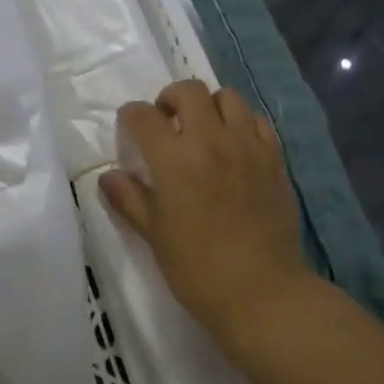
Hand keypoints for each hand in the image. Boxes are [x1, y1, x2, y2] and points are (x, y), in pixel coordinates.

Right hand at [100, 80, 310, 343]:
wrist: (262, 293)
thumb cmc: (198, 269)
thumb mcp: (154, 235)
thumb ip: (129, 198)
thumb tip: (109, 176)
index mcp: (175, 159)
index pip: (144, 116)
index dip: (131, 116)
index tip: (129, 127)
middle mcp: (212, 140)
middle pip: (189, 90)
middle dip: (171, 98)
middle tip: (167, 121)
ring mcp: (248, 145)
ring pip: (228, 97)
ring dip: (209, 106)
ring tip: (204, 129)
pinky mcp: (275, 158)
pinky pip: (257, 120)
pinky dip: (241, 123)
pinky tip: (235, 145)